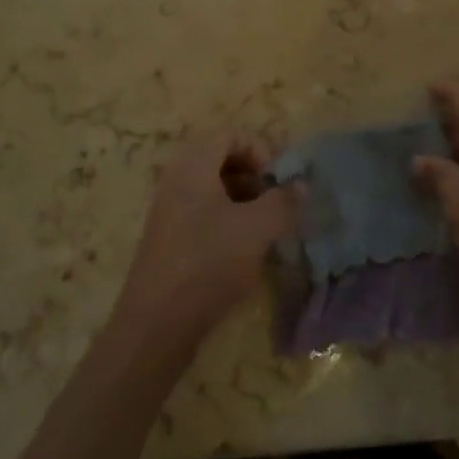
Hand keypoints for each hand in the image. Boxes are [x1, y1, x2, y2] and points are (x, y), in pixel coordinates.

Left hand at [113, 133, 298, 345]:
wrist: (157, 324)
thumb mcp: (257, 229)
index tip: (278, 182)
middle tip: (275, 202)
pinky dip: (228, 220)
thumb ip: (284, 201)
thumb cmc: (208, 263)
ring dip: (244, 200)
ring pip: (214, 188)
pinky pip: (203, 212)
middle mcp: (177, 179)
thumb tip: (301, 185)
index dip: (261, 150)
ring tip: (265, 228)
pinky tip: (245, 250)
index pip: (232, 134)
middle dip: (255, 176)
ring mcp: (170, 209)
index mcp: (193, 165)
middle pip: (222, 158)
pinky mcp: (169, 238)